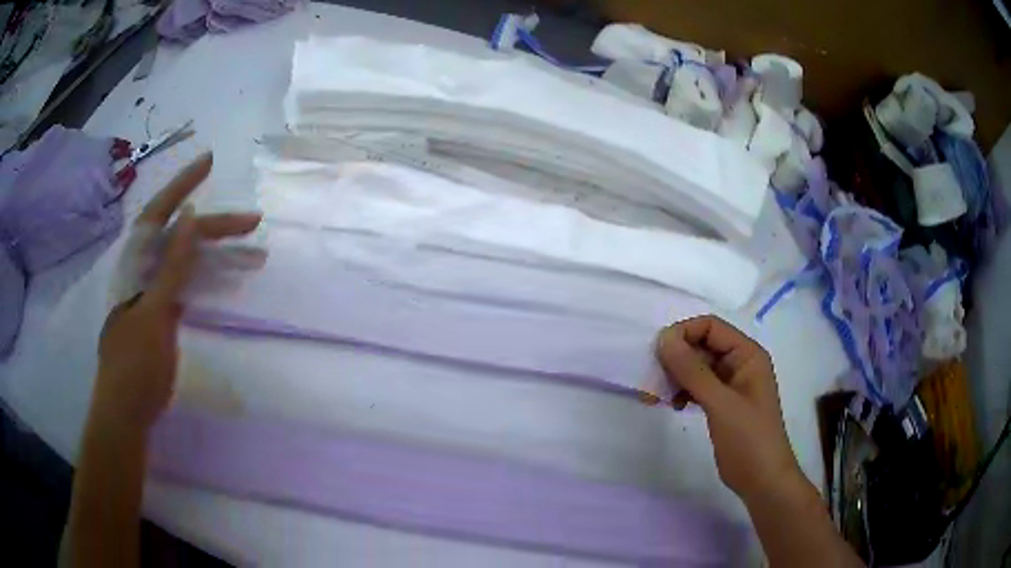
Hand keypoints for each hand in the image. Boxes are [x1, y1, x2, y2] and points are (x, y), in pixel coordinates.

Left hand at [93, 153, 260, 431]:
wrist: (128, 410)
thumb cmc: (134, 363)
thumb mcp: (154, 313)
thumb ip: (173, 265)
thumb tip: (191, 215)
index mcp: (136, 262)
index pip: (160, 211)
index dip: (183, 183)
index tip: (210, 161)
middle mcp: (145, 269)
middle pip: (183, 236)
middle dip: (217, 227)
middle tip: (253, 223)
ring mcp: (156, 291)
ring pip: (191, 262)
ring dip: (221, 255)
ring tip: (255, 254)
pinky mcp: (165, 312)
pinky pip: (191, 285)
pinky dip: (212, 279)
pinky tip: (232, 279)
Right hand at [656, 315, 806, 503]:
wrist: (761, 480)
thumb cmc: (748, 439)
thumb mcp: (720, 403)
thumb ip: (692, 371)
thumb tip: (664, 339)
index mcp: (747, 354)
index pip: (710, 327)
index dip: (683, 334)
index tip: (658, 355)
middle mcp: (739, 363)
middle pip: (701, 346)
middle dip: (675, 359)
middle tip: (652, 380)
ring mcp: (730, 384)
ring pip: (696, 368)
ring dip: (675, 377)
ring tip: (657, 397)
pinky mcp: (722, 404)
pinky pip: (697, 387)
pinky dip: (682, 392)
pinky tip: (673, 406)